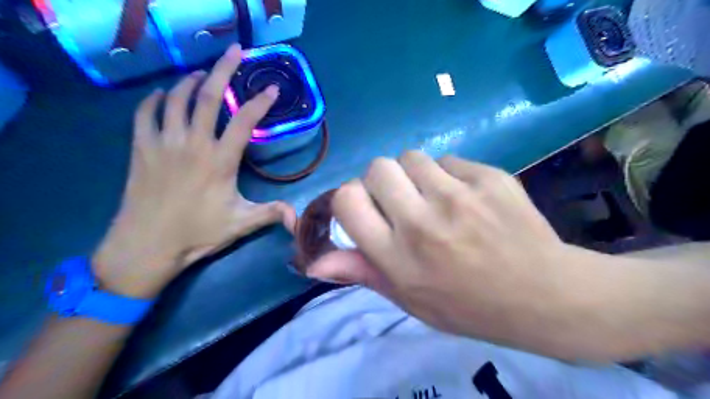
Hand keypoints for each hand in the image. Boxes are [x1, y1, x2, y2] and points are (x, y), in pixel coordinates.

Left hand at [92, 46, 296, 297]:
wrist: (146, 245)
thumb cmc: (197, 233)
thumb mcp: (241, 224)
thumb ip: (271, 214)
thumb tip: (298, 217)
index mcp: (220, 161)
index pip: (244, 122)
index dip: (260, 103)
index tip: (272, 89)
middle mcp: (192, 143)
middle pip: (209, 97)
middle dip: (224, 69)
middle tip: (235, 50)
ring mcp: (163, 142)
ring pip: (176, 99)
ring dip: (191, 81)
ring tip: (202, 74)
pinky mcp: (141, 148)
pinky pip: (145, 113)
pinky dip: (155, 99)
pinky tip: (163, 95)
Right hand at [311, 153, 587, 351]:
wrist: (545, 295)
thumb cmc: (469, 306)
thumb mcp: (409, 300)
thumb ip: (362, 273)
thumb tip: (315, 261)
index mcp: (398, 256)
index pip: (347, 200)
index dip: (350, 198)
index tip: (367, 208)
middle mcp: (422, 221)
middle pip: (377, 167)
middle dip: (381, 181)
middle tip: (402, 201)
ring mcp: (458, 196)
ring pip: (412, 157)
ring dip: (414, 174)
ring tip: (435, 197)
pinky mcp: (489, 177)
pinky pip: (449, 160)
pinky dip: (449, 175)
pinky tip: (468, 198)